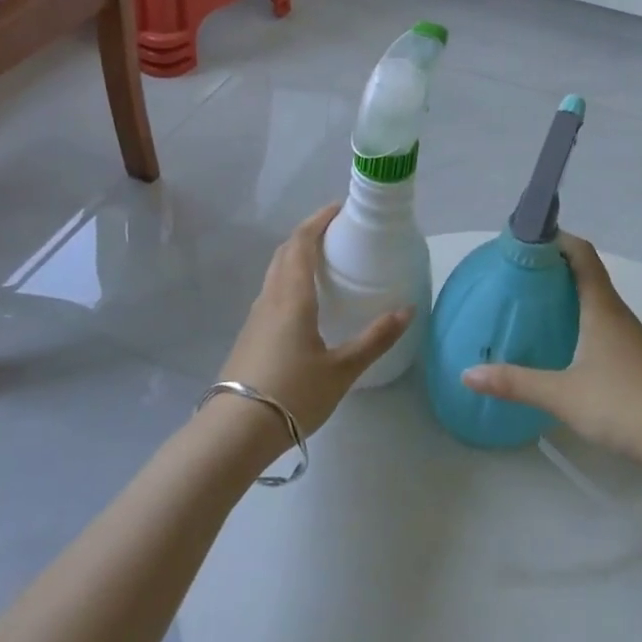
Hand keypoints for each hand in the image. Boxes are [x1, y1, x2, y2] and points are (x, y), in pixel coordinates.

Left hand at [217, 204, 411, 438]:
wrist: (235, 432)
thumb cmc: (292, 394)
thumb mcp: (342, 370)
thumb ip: (375, 338)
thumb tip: (407, 310)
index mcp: (292, 296)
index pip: (302, 242)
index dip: (319, 220)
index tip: (340, 209)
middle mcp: (271, 297)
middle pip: (286, 251)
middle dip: (309, 233)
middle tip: (337, 232)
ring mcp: (256, 316)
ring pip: (275, 271)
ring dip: (296, 255)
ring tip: (324, 261)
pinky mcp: (250, 334)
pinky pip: (271, 291)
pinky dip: (289, 278)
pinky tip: (305, 301)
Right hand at [461, 233, 641, 467]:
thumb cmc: (622, 405)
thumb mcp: (561, 394)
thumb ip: (515, 382)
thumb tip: (467, 373)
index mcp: (601, 307)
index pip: (582, 254)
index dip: (556, 239)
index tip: (525, 240)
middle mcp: (616, 312)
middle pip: (586, 272)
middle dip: (553, 265)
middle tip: (516, 272)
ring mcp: (627, 335)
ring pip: (594, 298)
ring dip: (566, 292)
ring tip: (531, 301)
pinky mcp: (631, 356)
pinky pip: (600, 320)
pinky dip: (577, 316)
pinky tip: (559, 339)